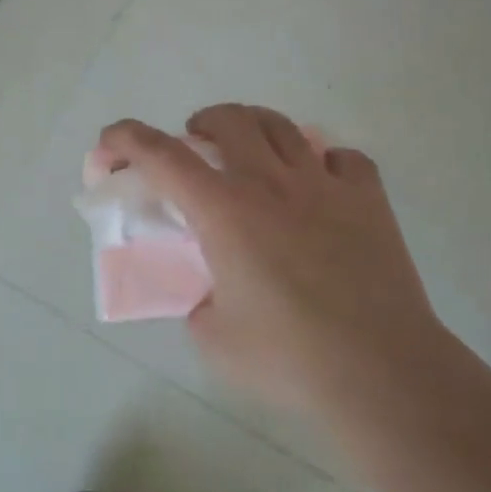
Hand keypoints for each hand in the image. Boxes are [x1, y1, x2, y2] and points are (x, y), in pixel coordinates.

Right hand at [99, 104, 459, 430]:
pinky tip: (320, 188)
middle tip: (196, 144)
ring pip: (282, 125)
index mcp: (223, 211)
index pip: (161, 155)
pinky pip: (343, 158)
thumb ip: (199, 304)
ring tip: (250, 152)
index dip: (126, 139)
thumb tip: (211, 294)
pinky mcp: (369, 200)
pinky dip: (323, 163)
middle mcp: (269, 183)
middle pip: (229, 118)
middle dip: (201, 122)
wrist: (381, 373)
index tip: (109, 144)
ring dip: (254, 127)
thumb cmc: (288, 358)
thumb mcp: (213, 338)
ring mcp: (324, 186)